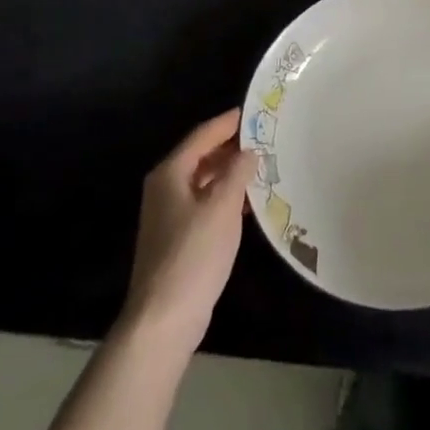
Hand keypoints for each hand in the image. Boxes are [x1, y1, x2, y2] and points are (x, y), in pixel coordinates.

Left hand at [120, 109, 257, 353]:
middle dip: (232, 146)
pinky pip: (205, 203)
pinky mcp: (178, 237)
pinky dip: (226, 197)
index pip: (202, 135)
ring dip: (231, 172)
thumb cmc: (193, 254)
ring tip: (264, 165)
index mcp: (170, 174)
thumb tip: (249, 151)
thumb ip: (238, 173)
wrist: (163, 318)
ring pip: (204, 180)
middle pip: (201, 156)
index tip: (255, 111)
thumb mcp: (222, 207)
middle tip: (266, 137)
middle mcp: (165, 188)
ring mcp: (169, 214)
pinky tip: (250, 203)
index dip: (228, 122)